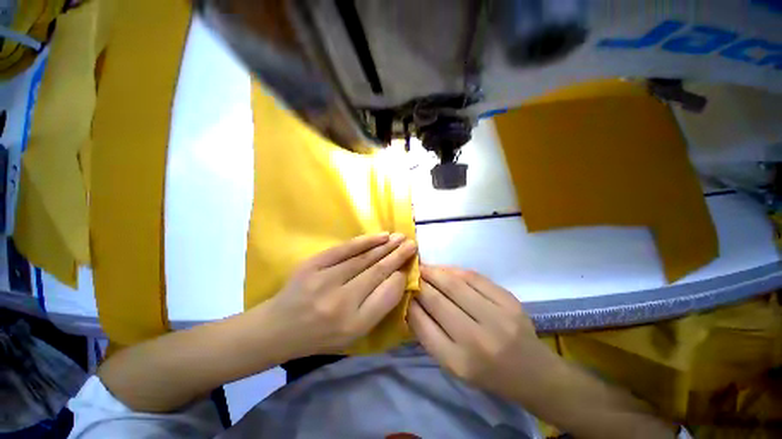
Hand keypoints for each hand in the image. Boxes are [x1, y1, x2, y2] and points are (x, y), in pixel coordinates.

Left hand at [262, 233, 416, 358]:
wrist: (278, 329)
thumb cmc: (321, 335)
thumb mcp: (354, 334)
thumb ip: (378, 307)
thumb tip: (396, 277)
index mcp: (354, 325)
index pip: (387, 295)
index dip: (400, 277)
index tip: (409, 265)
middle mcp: (341, 303)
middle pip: (377, 272)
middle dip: (398, 256)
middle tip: (412, 244)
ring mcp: (324, 281)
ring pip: (364, 259)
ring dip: (385, 246)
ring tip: (401, 238)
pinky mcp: (312, 265)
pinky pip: (344, 249)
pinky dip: (364, 241)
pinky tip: (380, 236)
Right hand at [407, 265, 556, 401]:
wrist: (534, 372)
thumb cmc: (487, 373)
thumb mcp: (453, 365)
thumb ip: (430, 335)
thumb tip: (412, 302)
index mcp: (459, 362)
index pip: (423, 324)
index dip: (410, 303)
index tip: (404, 291)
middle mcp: (477, 340)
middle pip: (437, 300)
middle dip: (420, 283)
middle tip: (411, 274)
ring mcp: (497, 317)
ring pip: (455, 284)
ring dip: (435, 272)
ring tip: (424, 267)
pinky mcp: (509, 300)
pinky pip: (474, 277)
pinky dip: (455, 270)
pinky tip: (446, 269)